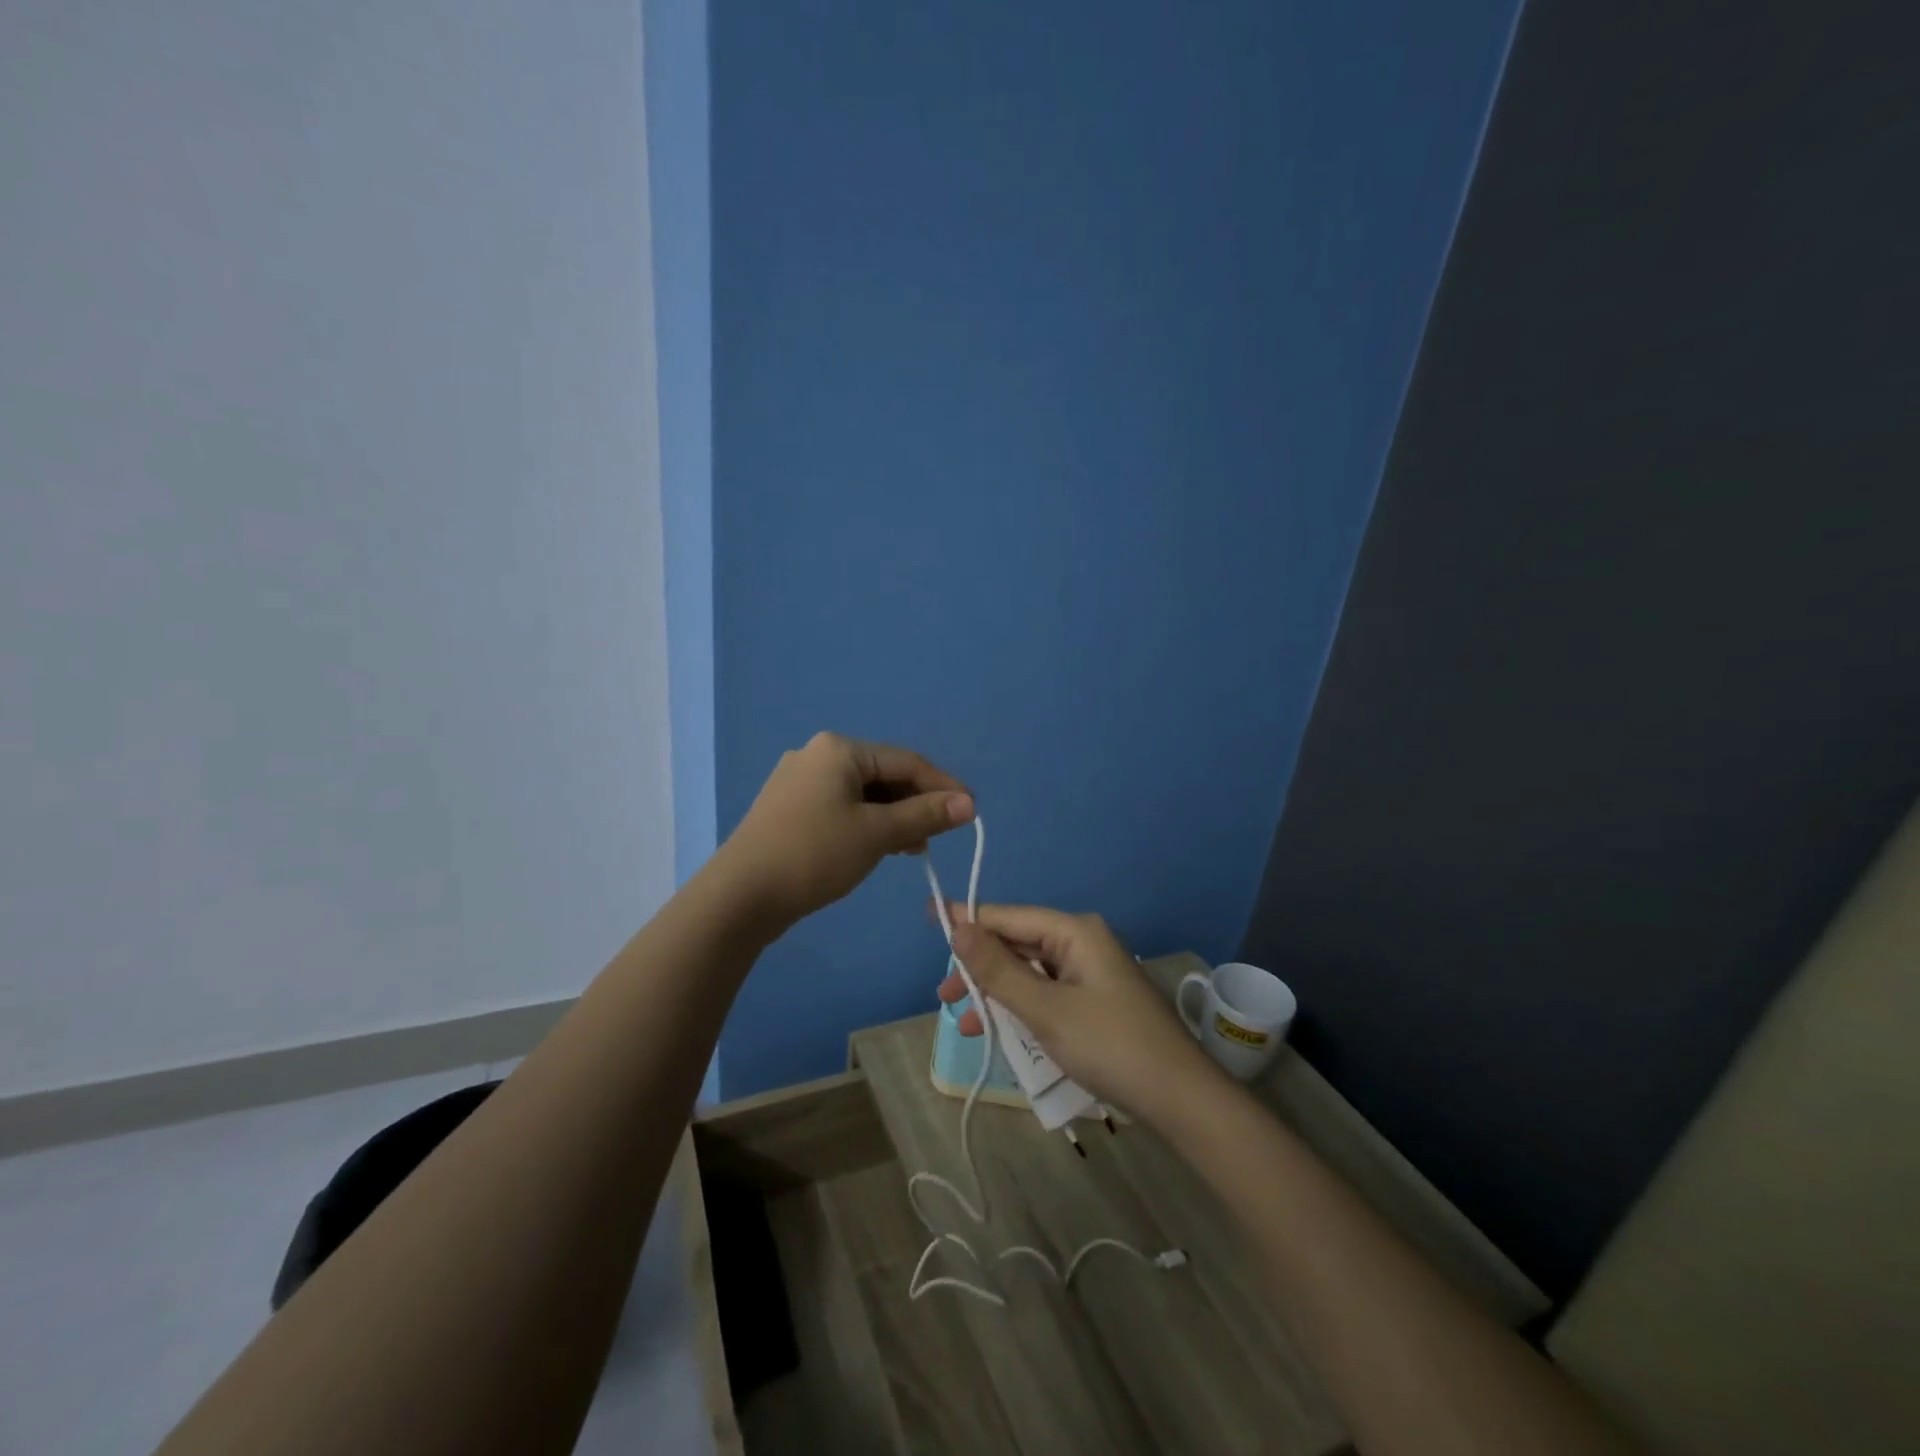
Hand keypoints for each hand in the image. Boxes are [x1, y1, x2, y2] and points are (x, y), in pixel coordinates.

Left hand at [717, 733, 973, 929]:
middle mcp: (817, 755)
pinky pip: (841, 807)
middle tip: (939, 836)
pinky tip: (879, 848)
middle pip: (883, 775)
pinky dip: (866, 824)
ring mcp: (798, 782)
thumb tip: (969, 803)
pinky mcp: (788, 809)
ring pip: (862, 794)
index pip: (906, 761)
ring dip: (893, 817)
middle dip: (915, 804)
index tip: (971, 811)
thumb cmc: (815, 854)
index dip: (943, 785)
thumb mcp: (877, 833)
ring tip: (913, 848)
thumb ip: (925, 815)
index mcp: (839, 749)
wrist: (741, 896)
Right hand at [936, 903, 1227, 1125]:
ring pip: (1029, 972)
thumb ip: (998, 969)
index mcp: (1074, 932)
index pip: (1008, 916)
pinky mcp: (1094, 1002)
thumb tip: (957, 925)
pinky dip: (1021, 1009)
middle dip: (979, 968)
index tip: (928, 920)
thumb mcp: (1045, 1009)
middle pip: (1017, 943)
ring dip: (997, 993)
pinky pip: (1046, 994)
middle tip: (945, 996)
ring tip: (965, 1022)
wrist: (1180, 1099)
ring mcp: (1090, 974)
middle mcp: (1082, 943)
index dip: (967, 920)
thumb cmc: (1110, 1045)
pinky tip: (999, 1032)